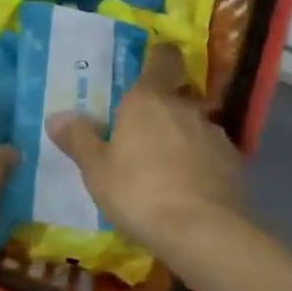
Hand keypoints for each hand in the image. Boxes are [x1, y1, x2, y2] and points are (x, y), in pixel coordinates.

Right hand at [46, 43, 246, 262]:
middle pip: (176, 95)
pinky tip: (189, 189)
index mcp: (148, 99)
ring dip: (182, 138)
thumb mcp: (96, 170)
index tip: (149, 66)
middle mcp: (185, 107)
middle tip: (142, 131)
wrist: (205, 233)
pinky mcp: (235, 164)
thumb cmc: (140, 192)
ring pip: (195, 125)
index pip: (162, 58)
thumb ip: (78, 139)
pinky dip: (201, 164)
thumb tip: (56, 117)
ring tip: (165, 167)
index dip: (158, 57)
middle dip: (162, 108)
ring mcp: (214, 135)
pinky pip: (212, 155)